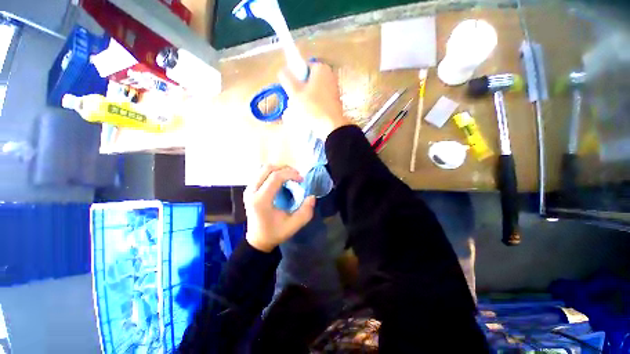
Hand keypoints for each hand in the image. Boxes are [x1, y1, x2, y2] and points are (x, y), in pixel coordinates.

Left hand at [244, 165, 315, 251]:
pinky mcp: (250, 189)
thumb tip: (312, 196)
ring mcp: (249, 189)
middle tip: (297, 175)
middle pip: (268, 168)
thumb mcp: (293, 225)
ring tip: (290, 176)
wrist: (257, 240)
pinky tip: (281, 179)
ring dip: (279, 169)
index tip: (301, 179)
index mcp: (261, 200)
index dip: (290, 174)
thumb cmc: (275, 233)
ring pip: (264, 168)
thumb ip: (305, 211)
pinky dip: (273, 172)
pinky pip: (261, 173)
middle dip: (285, 168)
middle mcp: (252, 191)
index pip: (275, 177)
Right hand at [279, 62, 351, 139]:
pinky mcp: (335, 101)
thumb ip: (287, 79)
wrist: (332, 126)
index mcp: (321, 68)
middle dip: (300, 90)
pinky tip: (311, 113)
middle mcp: (330, 75)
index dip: (294, 79)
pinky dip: (314, 104)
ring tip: (303, 110)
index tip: (292, 91)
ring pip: (314, 91)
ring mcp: (334, 88)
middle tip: (296, 102)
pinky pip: (320, 99)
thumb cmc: (313, 108)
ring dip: (306, 98)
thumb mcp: (296, 93)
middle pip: (308, 80)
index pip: (302, 68)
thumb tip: (283, 70)